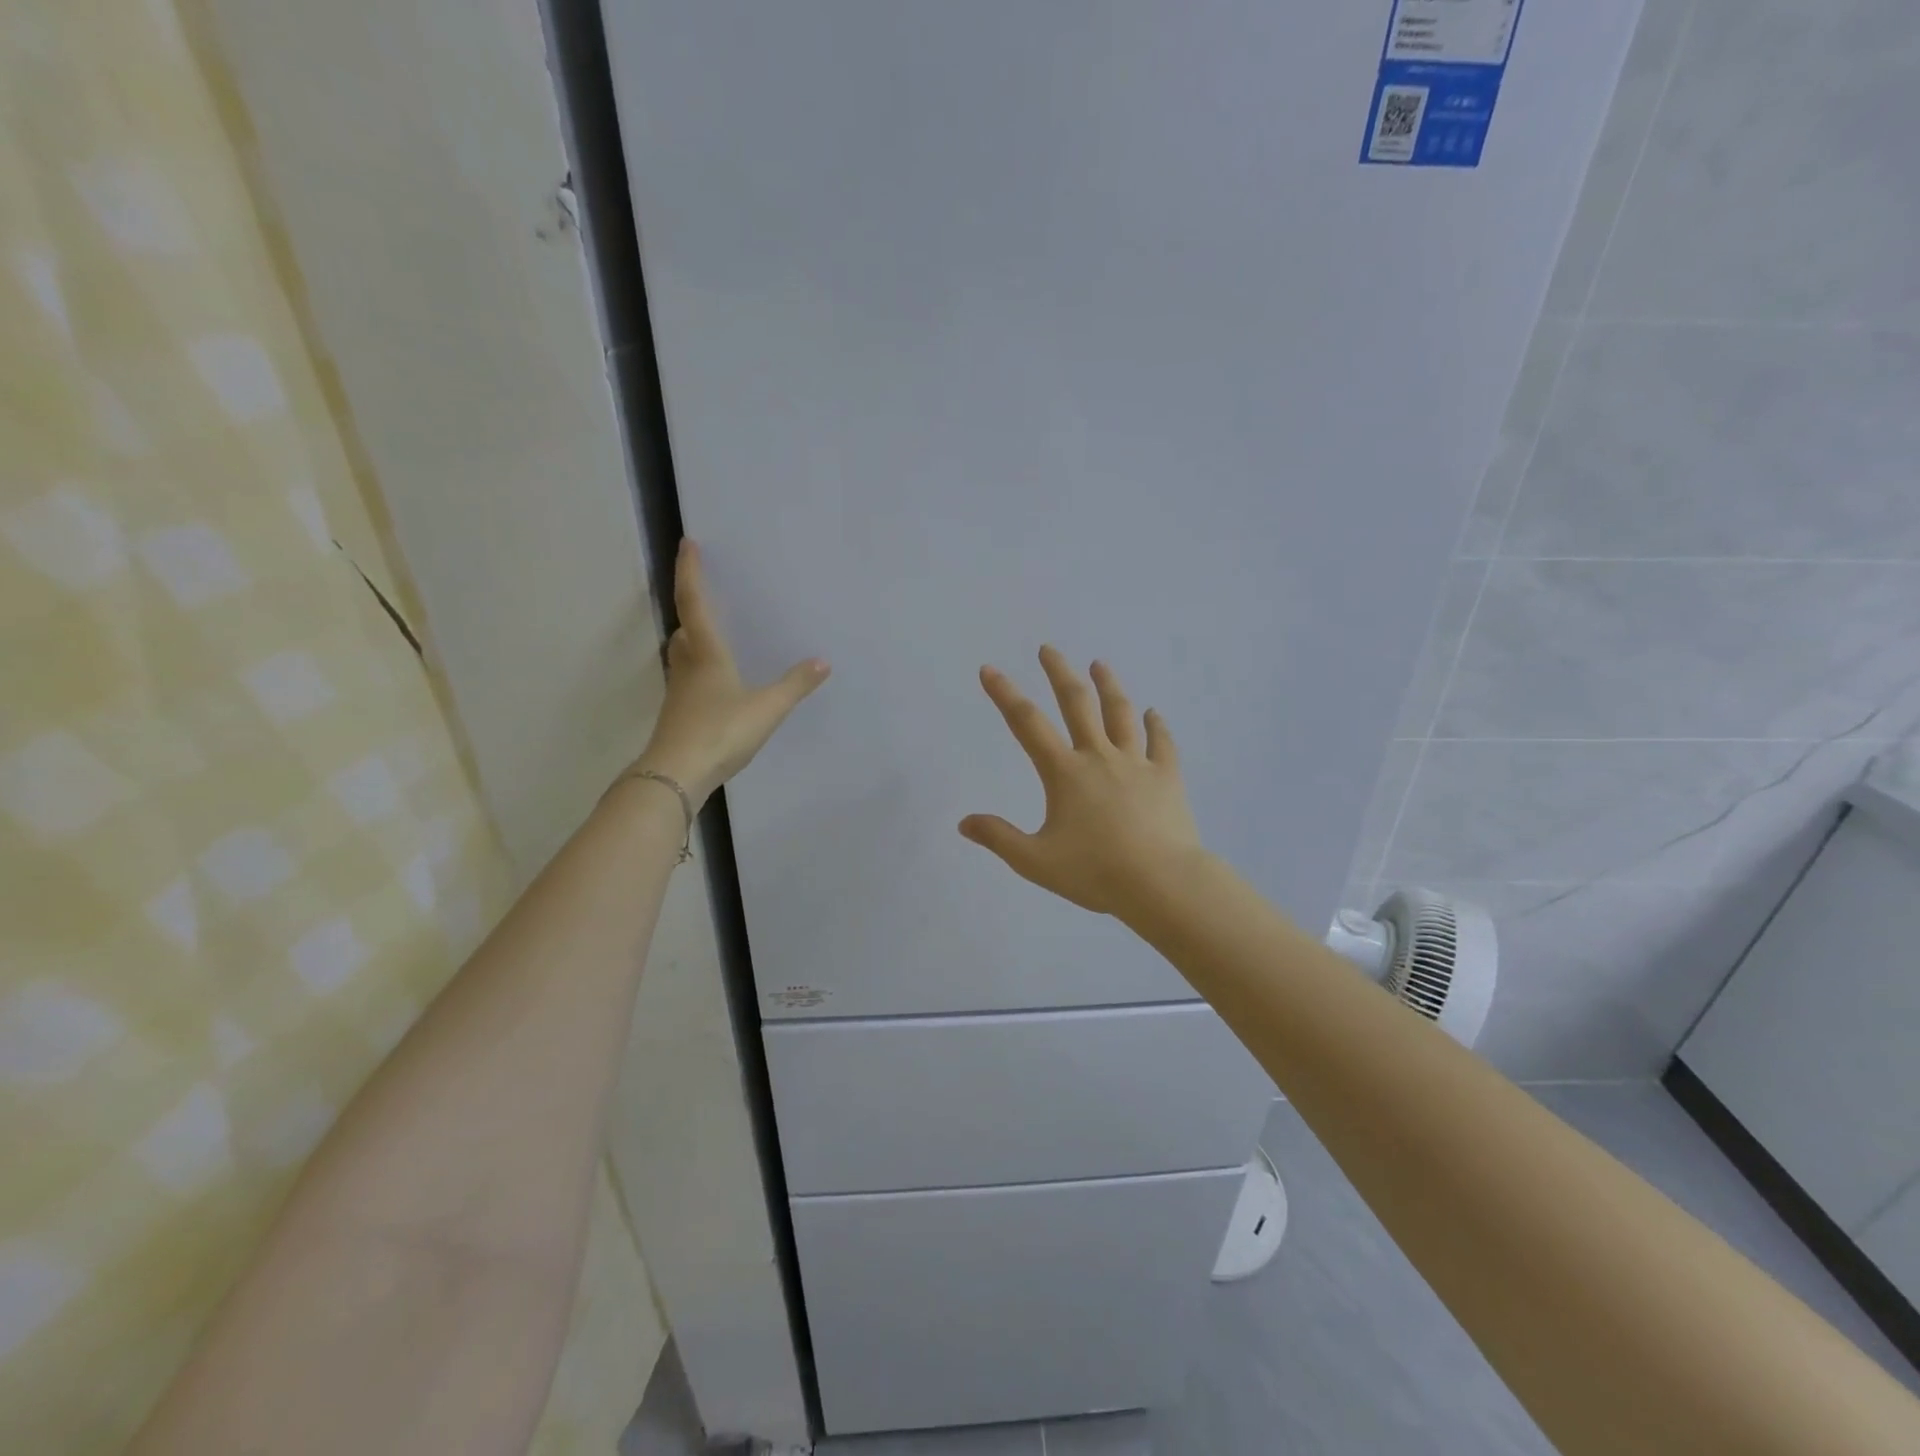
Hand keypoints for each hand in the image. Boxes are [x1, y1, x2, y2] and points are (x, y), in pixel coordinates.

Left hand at [630, 540, 829, 805]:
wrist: (677, 774)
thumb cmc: (721, 732)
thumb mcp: (767, 708)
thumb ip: (795, 685)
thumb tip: (822, 661)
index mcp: (707, 653)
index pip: (694, 602)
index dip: (690, 571)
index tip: (687, 543)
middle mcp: (688, 665)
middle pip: (684, 627)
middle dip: (691, 605)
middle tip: (703, 591)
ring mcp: (680, 691)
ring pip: (683, 653)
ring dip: (693, 637)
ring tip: (711, 634)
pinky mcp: (679, 713)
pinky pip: (688, 677)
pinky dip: (699, 668)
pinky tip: (715, 682)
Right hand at [960, 646, 1204, 916]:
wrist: (1161, 882)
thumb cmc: (1095, 872)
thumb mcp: (1036, 861)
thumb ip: (999, 838)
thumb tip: (964, 822)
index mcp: (1065, 773)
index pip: (1027, 724)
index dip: (1005, 694)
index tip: (990, 669)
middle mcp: (1099, 757)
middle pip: (1077, 704)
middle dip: (1059, 673)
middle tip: (1048, 649)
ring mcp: (1137, 763)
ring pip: (1121, 714)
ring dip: (1108, 686)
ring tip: (1100, 664)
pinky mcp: (1167, 777)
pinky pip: (1162, 744)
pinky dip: (1156, 726)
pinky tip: (1154, 714)